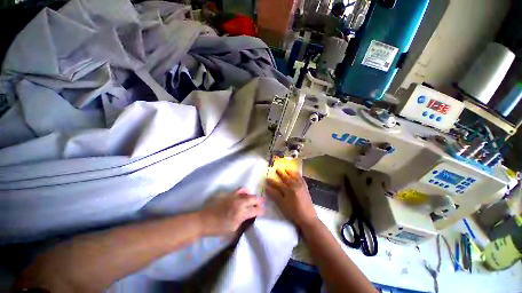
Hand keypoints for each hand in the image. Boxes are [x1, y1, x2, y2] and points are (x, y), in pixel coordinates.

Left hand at [198, 188, 263, 235]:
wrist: (203, 221)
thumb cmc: (218, 228)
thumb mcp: (233, 230)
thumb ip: (243, 223)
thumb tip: (249, 218)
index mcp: (241, 213)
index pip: (255, 210)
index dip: (261, 211)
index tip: (263, 212)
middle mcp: (239, 202)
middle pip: (253, 198)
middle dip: (259, 201)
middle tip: (260, 204)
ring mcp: (233, 196)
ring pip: (246, 192)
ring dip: (251, 195)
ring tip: (252, 198)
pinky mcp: (227, 193)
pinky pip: (238, 190)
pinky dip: (243, 192)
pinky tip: (243, 194)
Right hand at [266, 169, 317, 227]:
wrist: (308, 218)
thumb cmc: (293, 212)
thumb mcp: (282, 205)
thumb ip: (275, 195)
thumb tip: (267, 187)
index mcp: (288, 190)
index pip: (278, 184)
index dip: (272, 181)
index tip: (267, 178)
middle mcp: (295, 186)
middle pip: (286, 178)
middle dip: (281, 174)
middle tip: (277, 169)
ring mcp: (301, 187)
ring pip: (295, 177)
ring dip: (290, 172)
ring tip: (287, 169)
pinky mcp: (306, 189)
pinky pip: (302, 180)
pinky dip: (299, 176)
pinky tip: (297, 175)